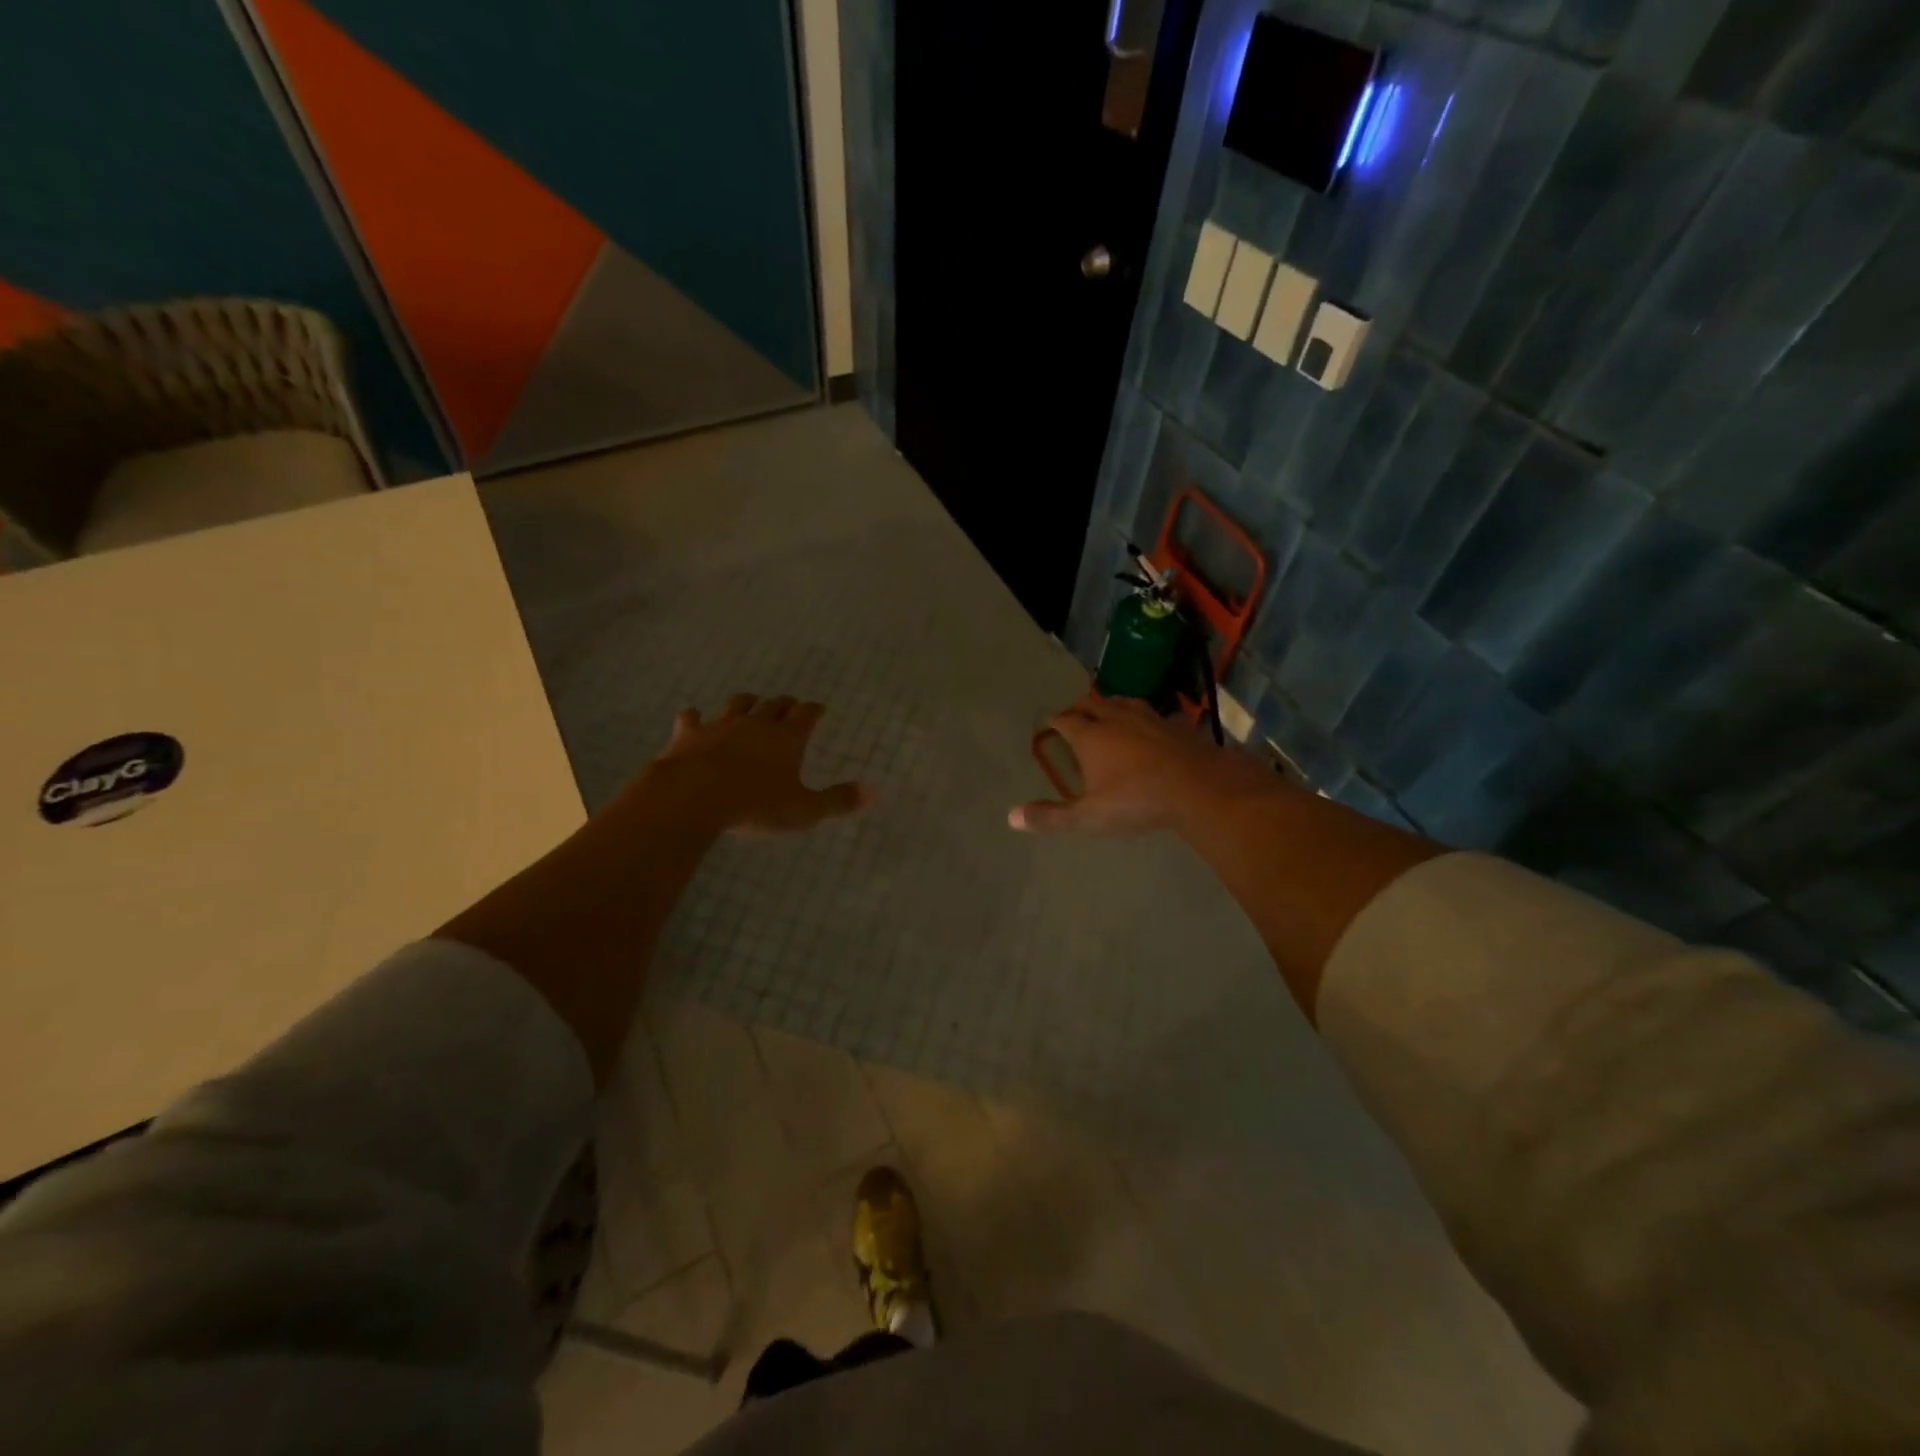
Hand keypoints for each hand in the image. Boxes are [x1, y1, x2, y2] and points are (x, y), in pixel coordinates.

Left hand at [649, 694, 870, 834]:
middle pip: (774, 705)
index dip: (814, 710)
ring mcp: (720, 726)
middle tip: (790, 705)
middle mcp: (756, 724)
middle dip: (784, 704)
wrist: (695, 796)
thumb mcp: (805, 810)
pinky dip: (694, 717)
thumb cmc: (757, 805)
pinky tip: (693, 717)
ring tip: (750, 702)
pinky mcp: (689, 735)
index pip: (806, 714)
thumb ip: (838, 801)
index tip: (819, 708)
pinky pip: (692, 719)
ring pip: (737, 705)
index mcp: (787, 738)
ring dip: (746, 703)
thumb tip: (873, 792)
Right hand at [1011, 693, 1282, 835]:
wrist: (1200, 789)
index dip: (1056, 721)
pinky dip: (1145, 720)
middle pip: (1093, 703)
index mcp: (1091, 735)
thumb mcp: (1089, 817)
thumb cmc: (1137, 801)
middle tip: (1075, 715)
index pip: (1066, 719)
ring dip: (1112, 706)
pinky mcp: (1177, 725)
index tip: (1050, 724)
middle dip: (1080, 708)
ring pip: (1124, 703)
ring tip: (1108, 713)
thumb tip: (1011, 817)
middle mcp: (1117, 718)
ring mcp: (1150, 718)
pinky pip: (1155, 716)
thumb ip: (1051, 817)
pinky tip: (1151, 729)